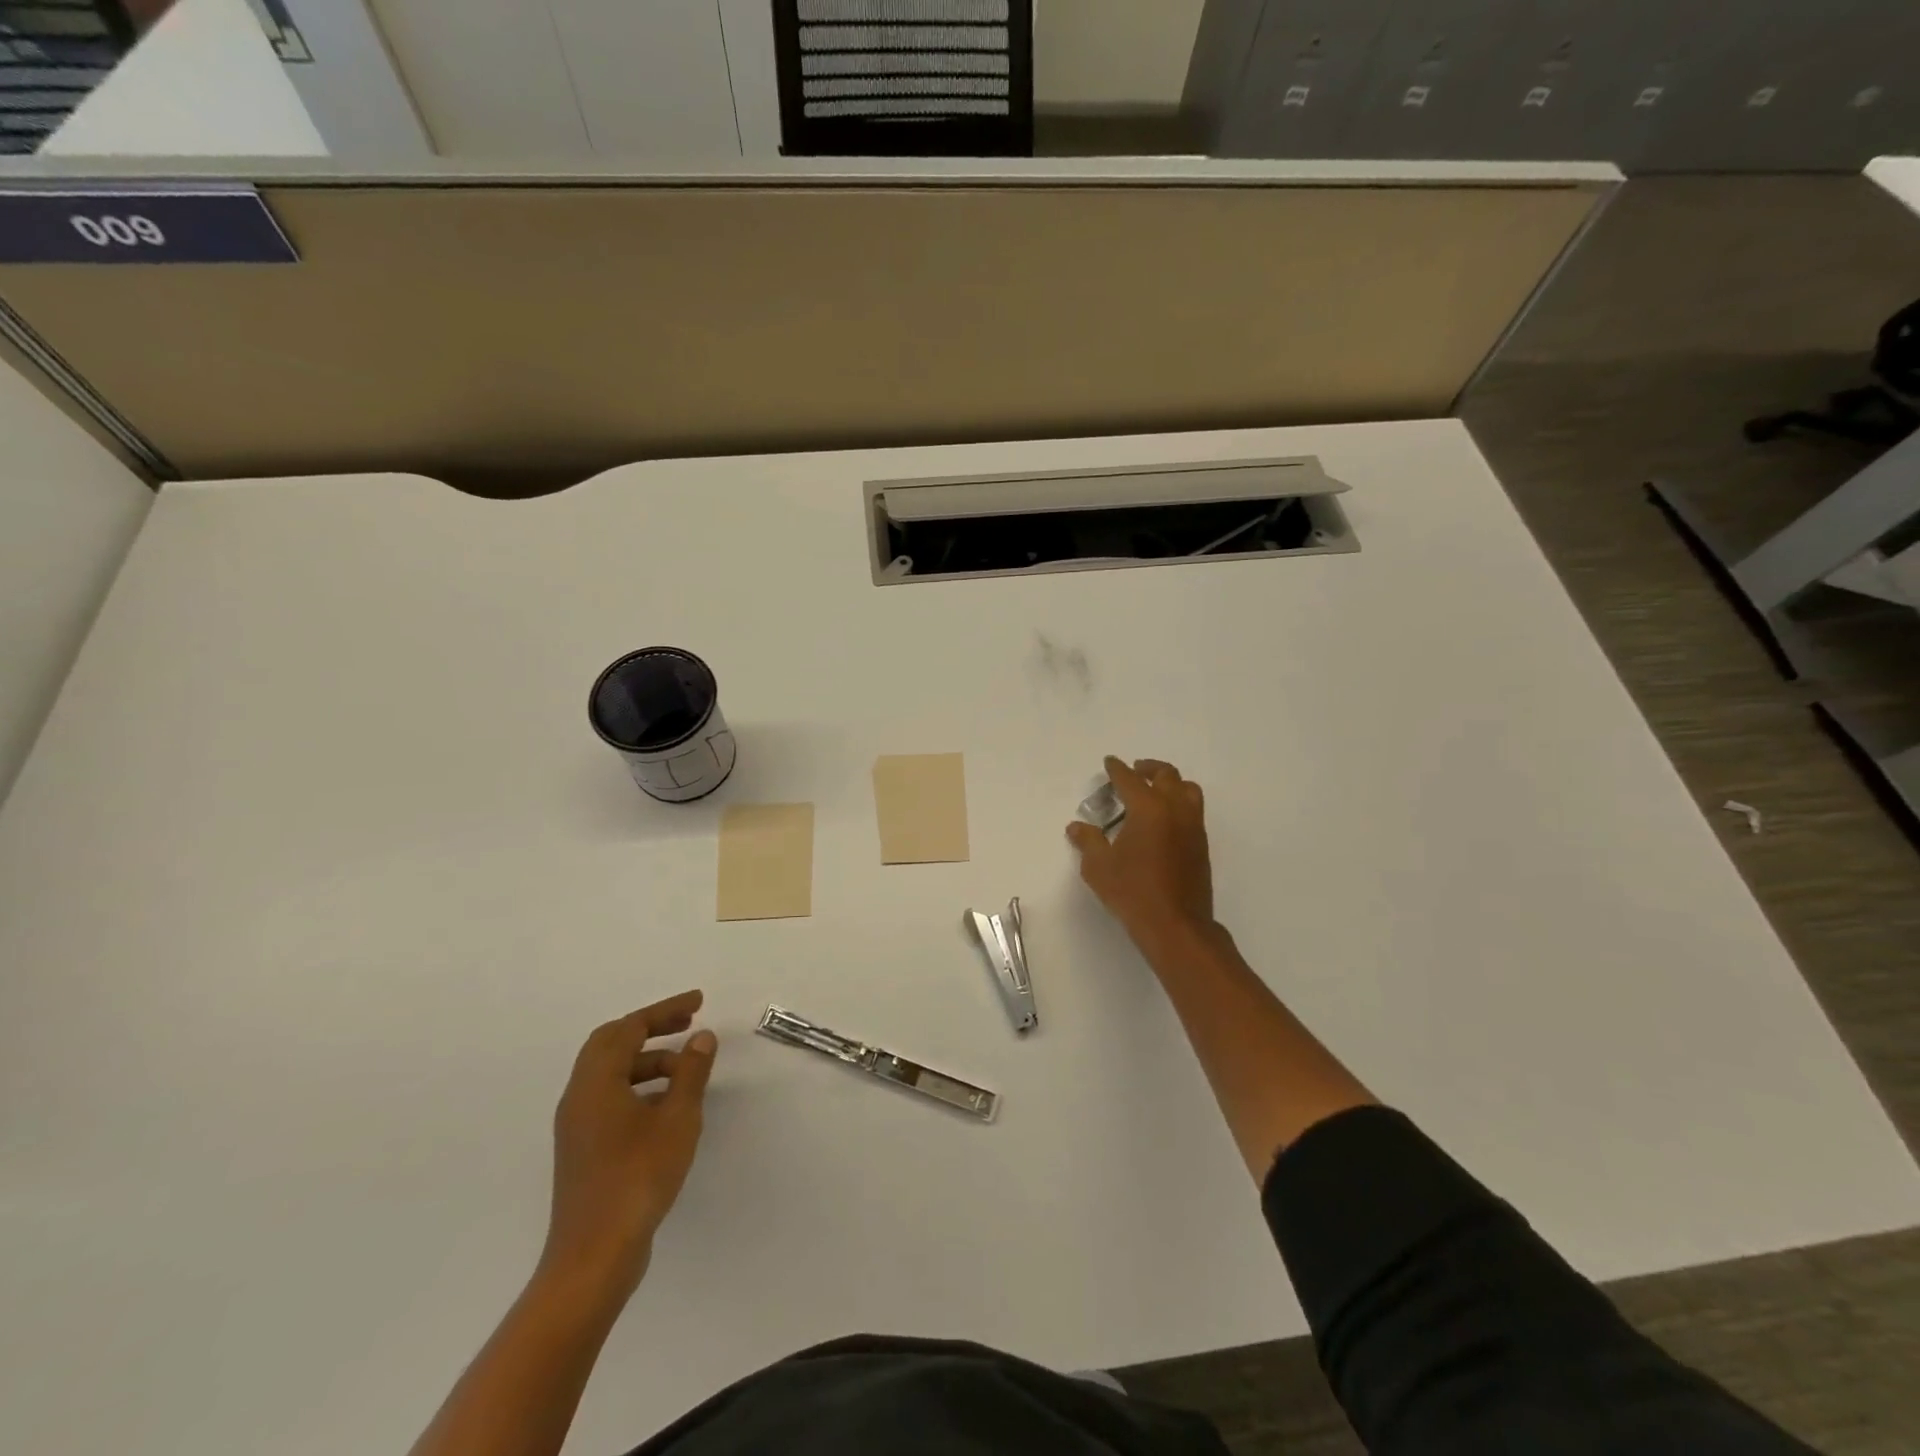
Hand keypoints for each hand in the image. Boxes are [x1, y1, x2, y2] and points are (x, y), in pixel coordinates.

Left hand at [542, 990, 716, 1297]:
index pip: (629, 1028)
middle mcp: (579, 1097)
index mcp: (596, 1083)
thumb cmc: (638, 1177)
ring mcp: (578, 1125)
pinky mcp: (584, 1149)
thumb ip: (691, 1073)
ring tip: (686, 1068)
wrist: (594, 1256)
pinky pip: (610, 1097)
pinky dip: (639, 1086)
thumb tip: (701, 1037)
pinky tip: (668, 1105)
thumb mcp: (678, 1119)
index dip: (664, 1010)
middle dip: (652, 1028)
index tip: (698, 1003)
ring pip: (611, 1073)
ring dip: (648, 1060)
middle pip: (611, 1044)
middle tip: (689, 1024)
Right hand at [1066, 756, 1214, 947]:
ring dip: (1170, 782)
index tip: (1110, 762)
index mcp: (1148, 809)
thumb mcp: (1099, 867)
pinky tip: (1164, 819)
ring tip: (1155, 790)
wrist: (1176, 925)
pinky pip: (1193, 810)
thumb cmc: (1132, 892)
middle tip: (1134, 771)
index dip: (1117, 769)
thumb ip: (1088, 841)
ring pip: (1187, 789)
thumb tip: (1076, 827)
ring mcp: (1193, 827)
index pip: (1130, 779)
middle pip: (1166, 775)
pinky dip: (1179, 802)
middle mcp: (1175, 810)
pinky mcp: (1201, 844)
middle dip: (1148, 769)